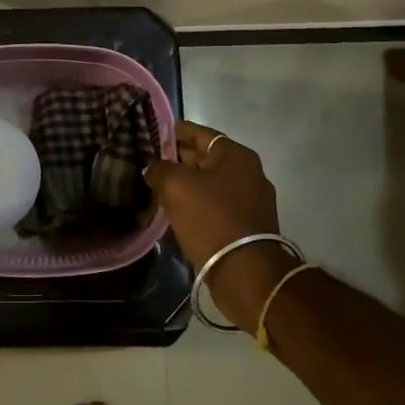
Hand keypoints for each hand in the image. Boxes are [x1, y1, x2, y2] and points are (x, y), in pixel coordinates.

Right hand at [144, 121, 292, 331]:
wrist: (246, 272)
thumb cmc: (211, 218)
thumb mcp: (176, 186)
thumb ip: (160, 169)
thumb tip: (153, 167)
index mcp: (236, 154)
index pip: (200, 133)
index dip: (175, 132)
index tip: (154, 134)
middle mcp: (249, 171)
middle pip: (207, 157)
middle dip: (180, 159)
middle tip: (152, 161)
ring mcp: (252, 199)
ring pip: (212, 183)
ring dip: (189, 183)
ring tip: (160, 187)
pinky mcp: (249, 224)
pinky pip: (218, 204)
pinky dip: (199, 203)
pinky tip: (179, 210)